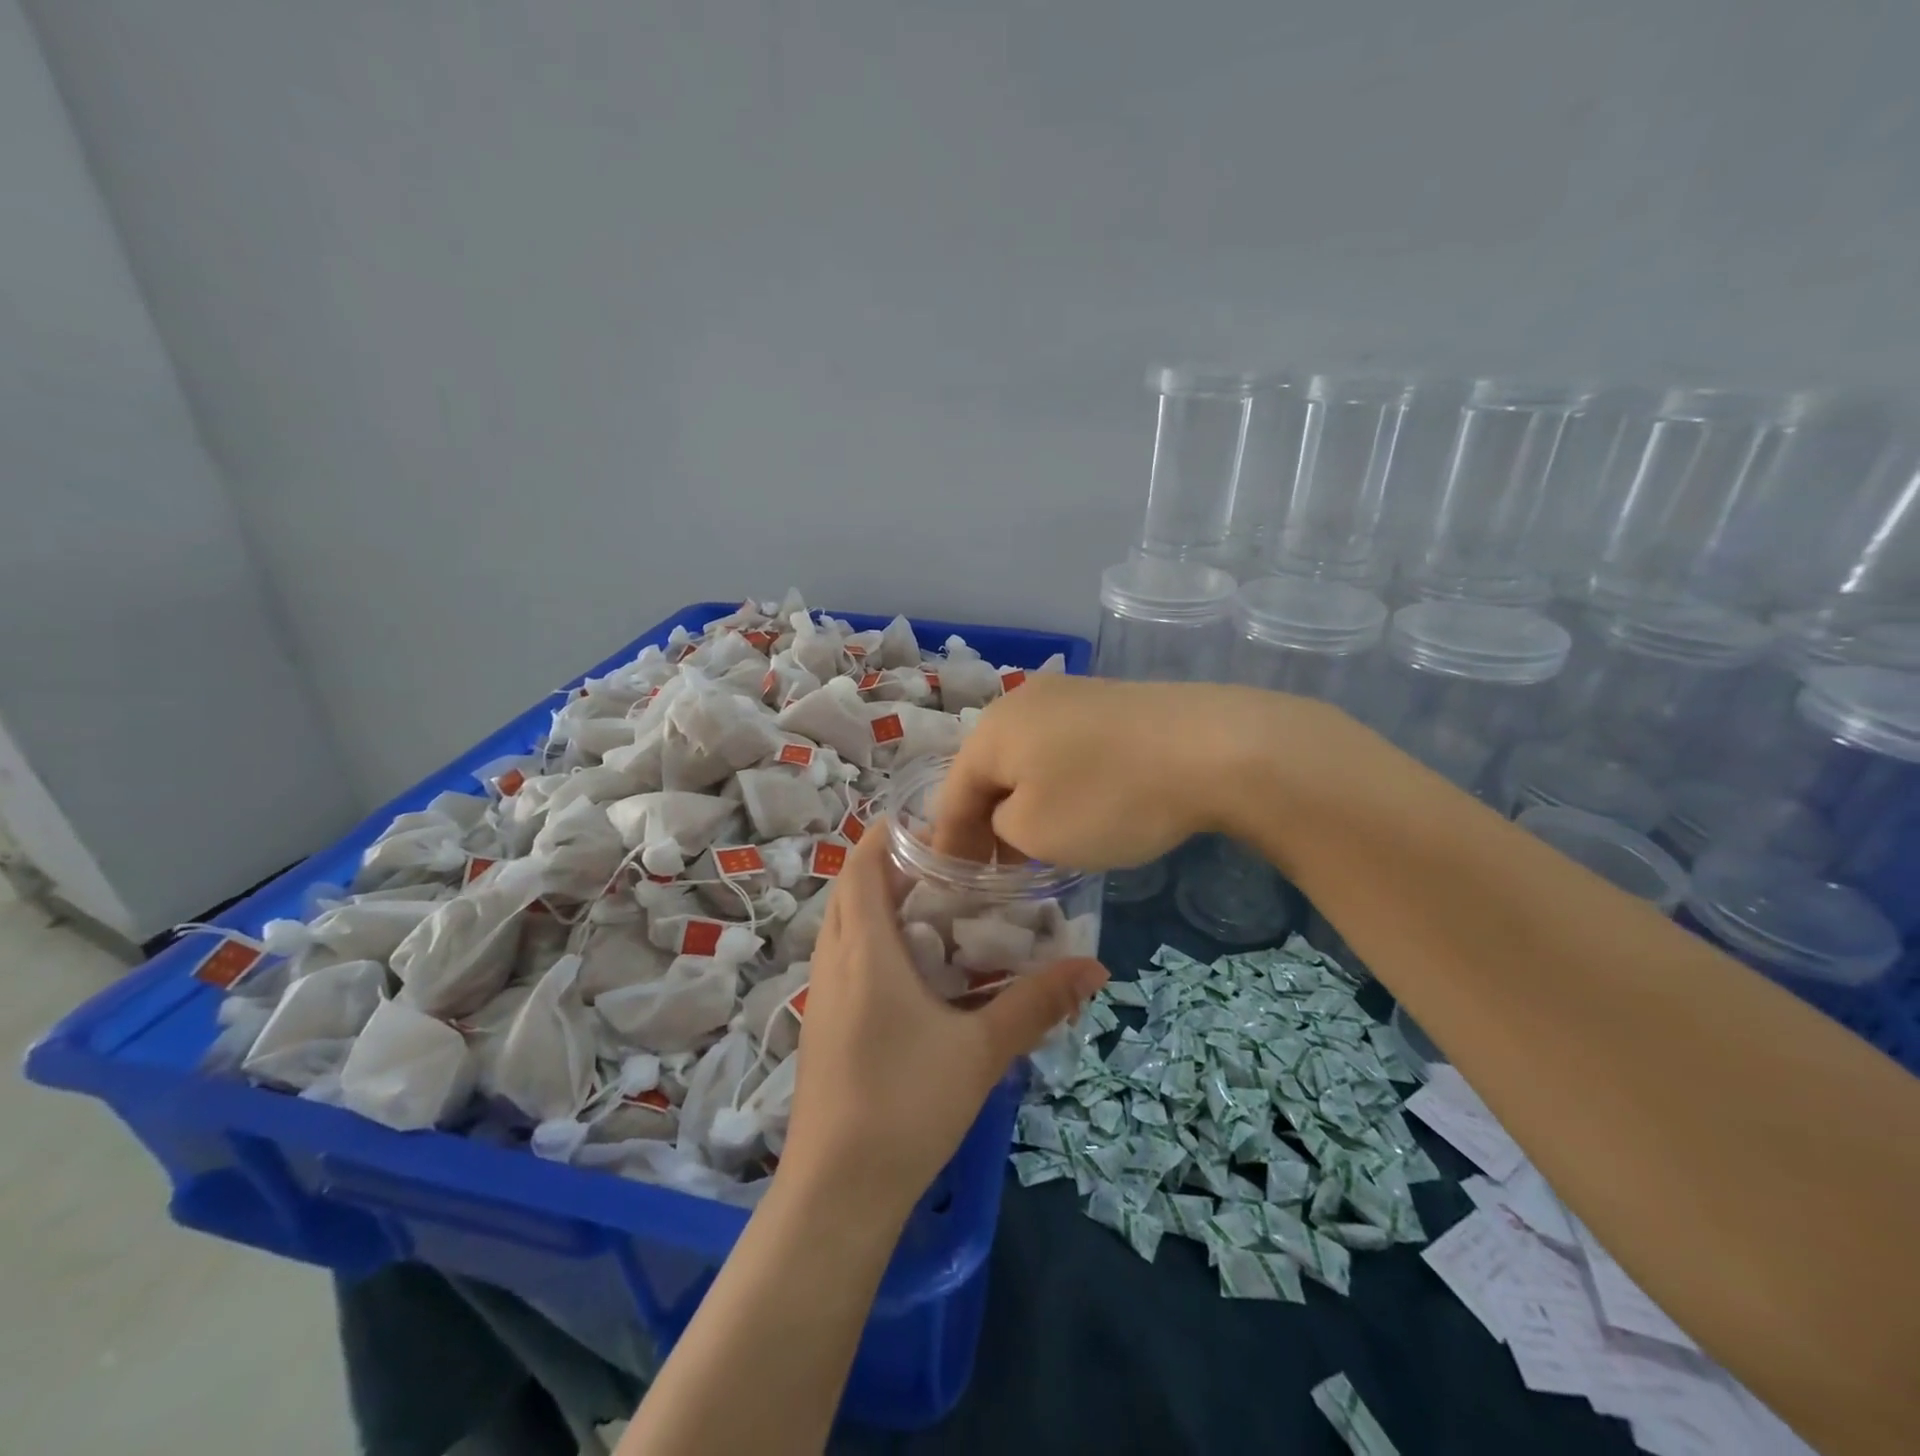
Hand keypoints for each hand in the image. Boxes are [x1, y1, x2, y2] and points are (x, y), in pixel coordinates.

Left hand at [782, 827, 1106, 1217]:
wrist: (838, 1192)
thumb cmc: (907, 1106)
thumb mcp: (982, 1050)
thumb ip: (1036, 1004)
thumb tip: (1094, 968)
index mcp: (865, 951)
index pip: (862, 866)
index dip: (887, 835)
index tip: (929, 823)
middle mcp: (833, 962)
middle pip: (850, 891)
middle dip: (889, 867)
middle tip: (945, 866)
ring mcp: (822, 996)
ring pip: (842, 926)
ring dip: (877, 905)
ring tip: (931, 909)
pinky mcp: (821, 1026)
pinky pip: (841, 960)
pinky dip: (869, 942)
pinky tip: (911, 971)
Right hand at [932, 674, 1301, 869]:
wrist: (1213, 747)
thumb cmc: (1108, 798)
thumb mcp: (1035, 833)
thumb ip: (1000, 829)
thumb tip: (1009, 816)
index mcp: (991, 730)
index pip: (953, 794)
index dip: (950, 842)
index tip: (955, 882)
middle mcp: (1022, 701)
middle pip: (989, 771)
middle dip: (987, 821)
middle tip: (997, 868)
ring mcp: (1071, 695)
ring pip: (1029, 758)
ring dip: (1025, 802)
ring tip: (1038, 843)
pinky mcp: (1111, 701)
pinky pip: (1066, 748)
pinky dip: (1061, 783)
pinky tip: (1082, 808)